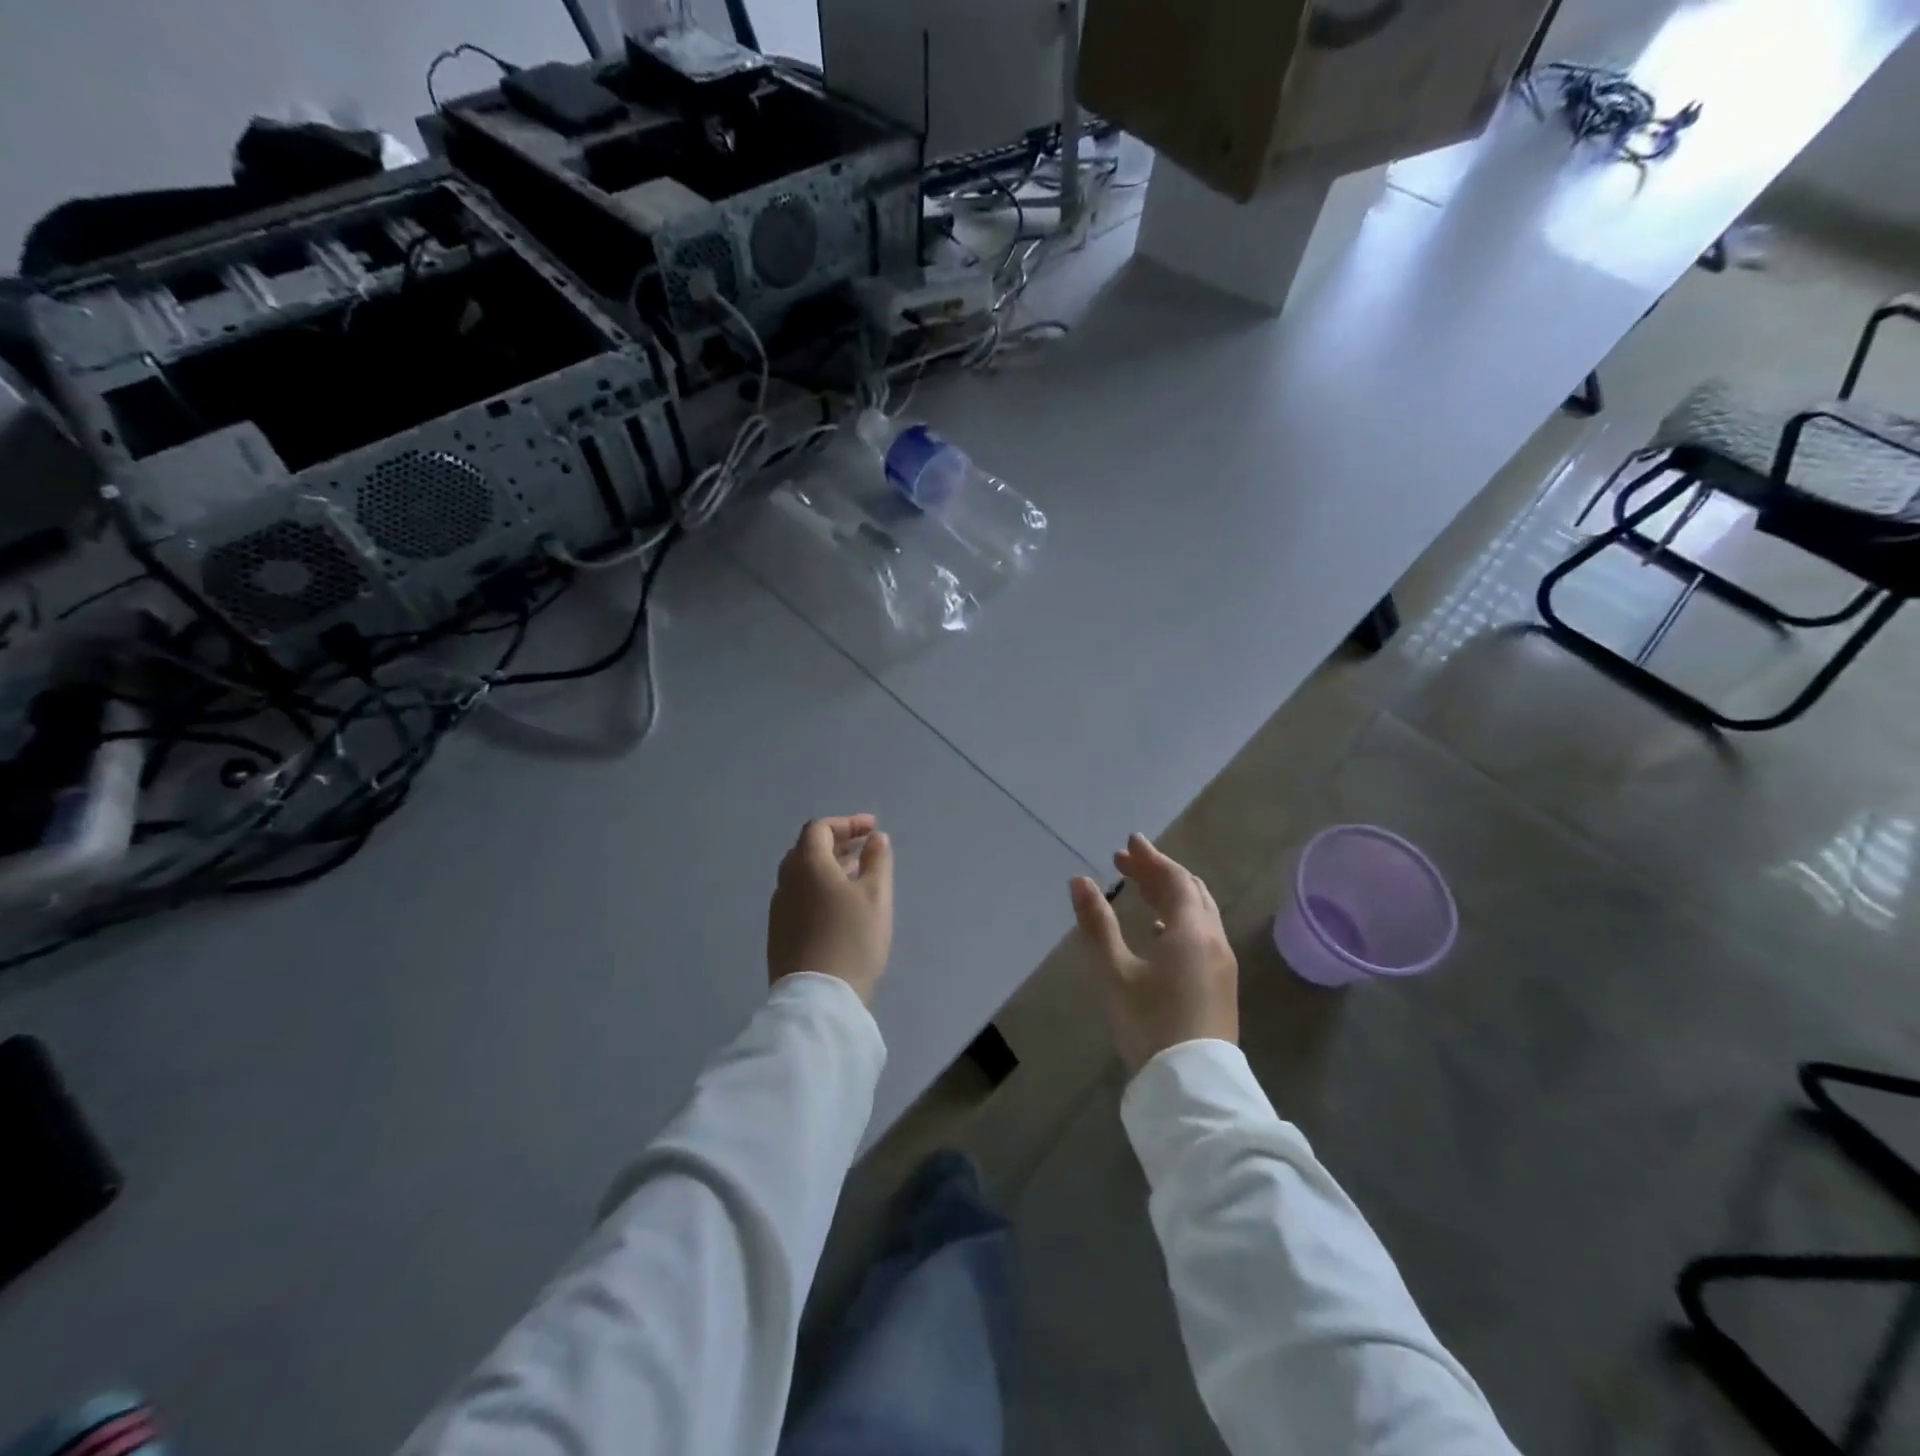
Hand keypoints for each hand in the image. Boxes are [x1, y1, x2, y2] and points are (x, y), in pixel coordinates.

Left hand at [767, 815, 894, 1003]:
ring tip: (857, 875)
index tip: (872, 829)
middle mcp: (786, 881)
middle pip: (807, 849)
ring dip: (829, 867)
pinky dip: (819, 888)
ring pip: (802, 875)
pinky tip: (840, 905)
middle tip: (865, 848)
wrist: (818, 998)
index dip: (846, 823)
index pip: (819, 829)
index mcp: (807, 865)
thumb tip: (876, 838)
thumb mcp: (876, 896)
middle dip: (837, 843)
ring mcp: (779, 909)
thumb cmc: (852, 938)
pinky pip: (799, 896)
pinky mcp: (779, 933)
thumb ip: (877, 860)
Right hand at [1070, 834, 1237, 1070]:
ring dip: (1172, 894)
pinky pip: (1204, 933)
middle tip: (1127, 862)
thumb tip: (1080, 880)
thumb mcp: (1115, 972)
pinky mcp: (1222, 983)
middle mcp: (1213, 939)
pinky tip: (1161, 931)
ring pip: (1201, 912)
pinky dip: (1182, 917)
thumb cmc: (1150, 1024)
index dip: (1151, 857)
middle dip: (1159, 872)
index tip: (1129, 842)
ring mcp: (1222, 963)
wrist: (1193, 1086)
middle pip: (1190, 891)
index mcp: (1190, 931)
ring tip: (1142, 889)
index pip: (1174, 879)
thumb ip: (1097, 923)